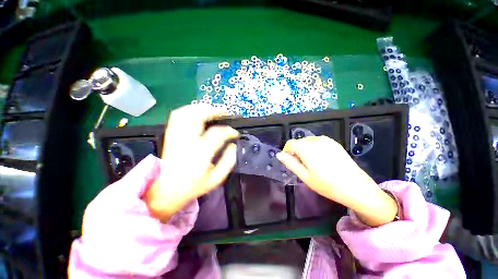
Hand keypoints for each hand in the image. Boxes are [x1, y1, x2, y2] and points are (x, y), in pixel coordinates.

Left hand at [144, 105, 238, 222]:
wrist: (167, 191)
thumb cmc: (194, 186)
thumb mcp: (216, 179)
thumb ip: (228, 161)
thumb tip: (233, 145)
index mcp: (200, 153)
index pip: (217, 134)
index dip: (229, 131)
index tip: (235, 133)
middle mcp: (186, 141)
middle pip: (198, 116)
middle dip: (214, 111)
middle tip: (225, 113)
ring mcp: (176, 137)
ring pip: (186, 113)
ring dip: (201, 108)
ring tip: (213, 110)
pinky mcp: (170, 135)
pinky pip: (177, 116)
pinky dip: (189, 110)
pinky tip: (197, 113)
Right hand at [276, 136, 396, 226]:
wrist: (356, 187)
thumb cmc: (327, 185)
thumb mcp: (305, 176)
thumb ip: (290, 163)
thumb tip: (279, 154)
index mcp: (307, 148)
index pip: (290, 143)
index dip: (287, 152)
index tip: (291, 162)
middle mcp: (316, 140)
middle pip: (299, 141)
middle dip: (296, 151)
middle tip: (302, 166)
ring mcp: (327, 140)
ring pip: (307, 141)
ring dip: (305, 149)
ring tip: (312, 163)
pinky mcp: (334, 142)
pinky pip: (317, 141)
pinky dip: (314, 148)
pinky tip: (321, 159)